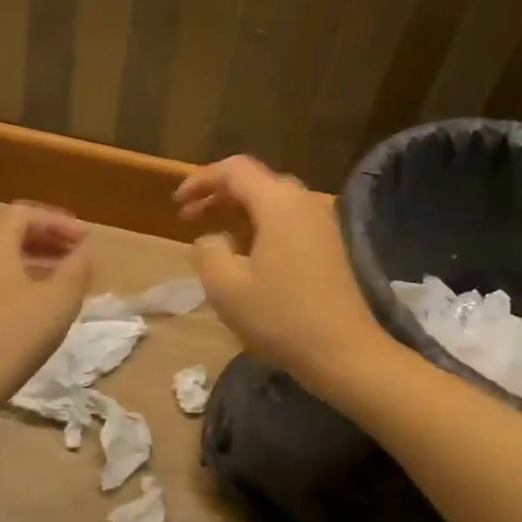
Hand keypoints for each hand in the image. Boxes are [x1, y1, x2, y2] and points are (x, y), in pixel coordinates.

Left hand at [0, 203, 93, 386]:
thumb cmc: (16, 331)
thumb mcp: (60, 298)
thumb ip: (77, 268)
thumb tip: (83, 253)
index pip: (26, 213)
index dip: (59, 221)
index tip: (86, 239)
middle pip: (12, 231)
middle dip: (49, 237)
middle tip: (78, 252)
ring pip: (3, 255)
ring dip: (37, 257)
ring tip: (66, 274)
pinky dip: (22, 276)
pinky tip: (42, 298)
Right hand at [175, 156, 384, 383]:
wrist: (344, 352)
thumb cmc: (280, 317)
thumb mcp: (226, 287)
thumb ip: (208, 252)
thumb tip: (212, 239)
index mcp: (278, 203)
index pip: (234, 169)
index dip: (201, 180)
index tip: (177, 203)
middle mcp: (304, 202)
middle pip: (255, 180)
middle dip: (218, 193)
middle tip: (189, 216)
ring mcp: (321, 223)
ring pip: (272, 200)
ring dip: (239, 209)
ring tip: (212, 231)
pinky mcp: (329, 245)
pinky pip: (288, 219)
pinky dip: (260, 223)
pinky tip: (245, 251)